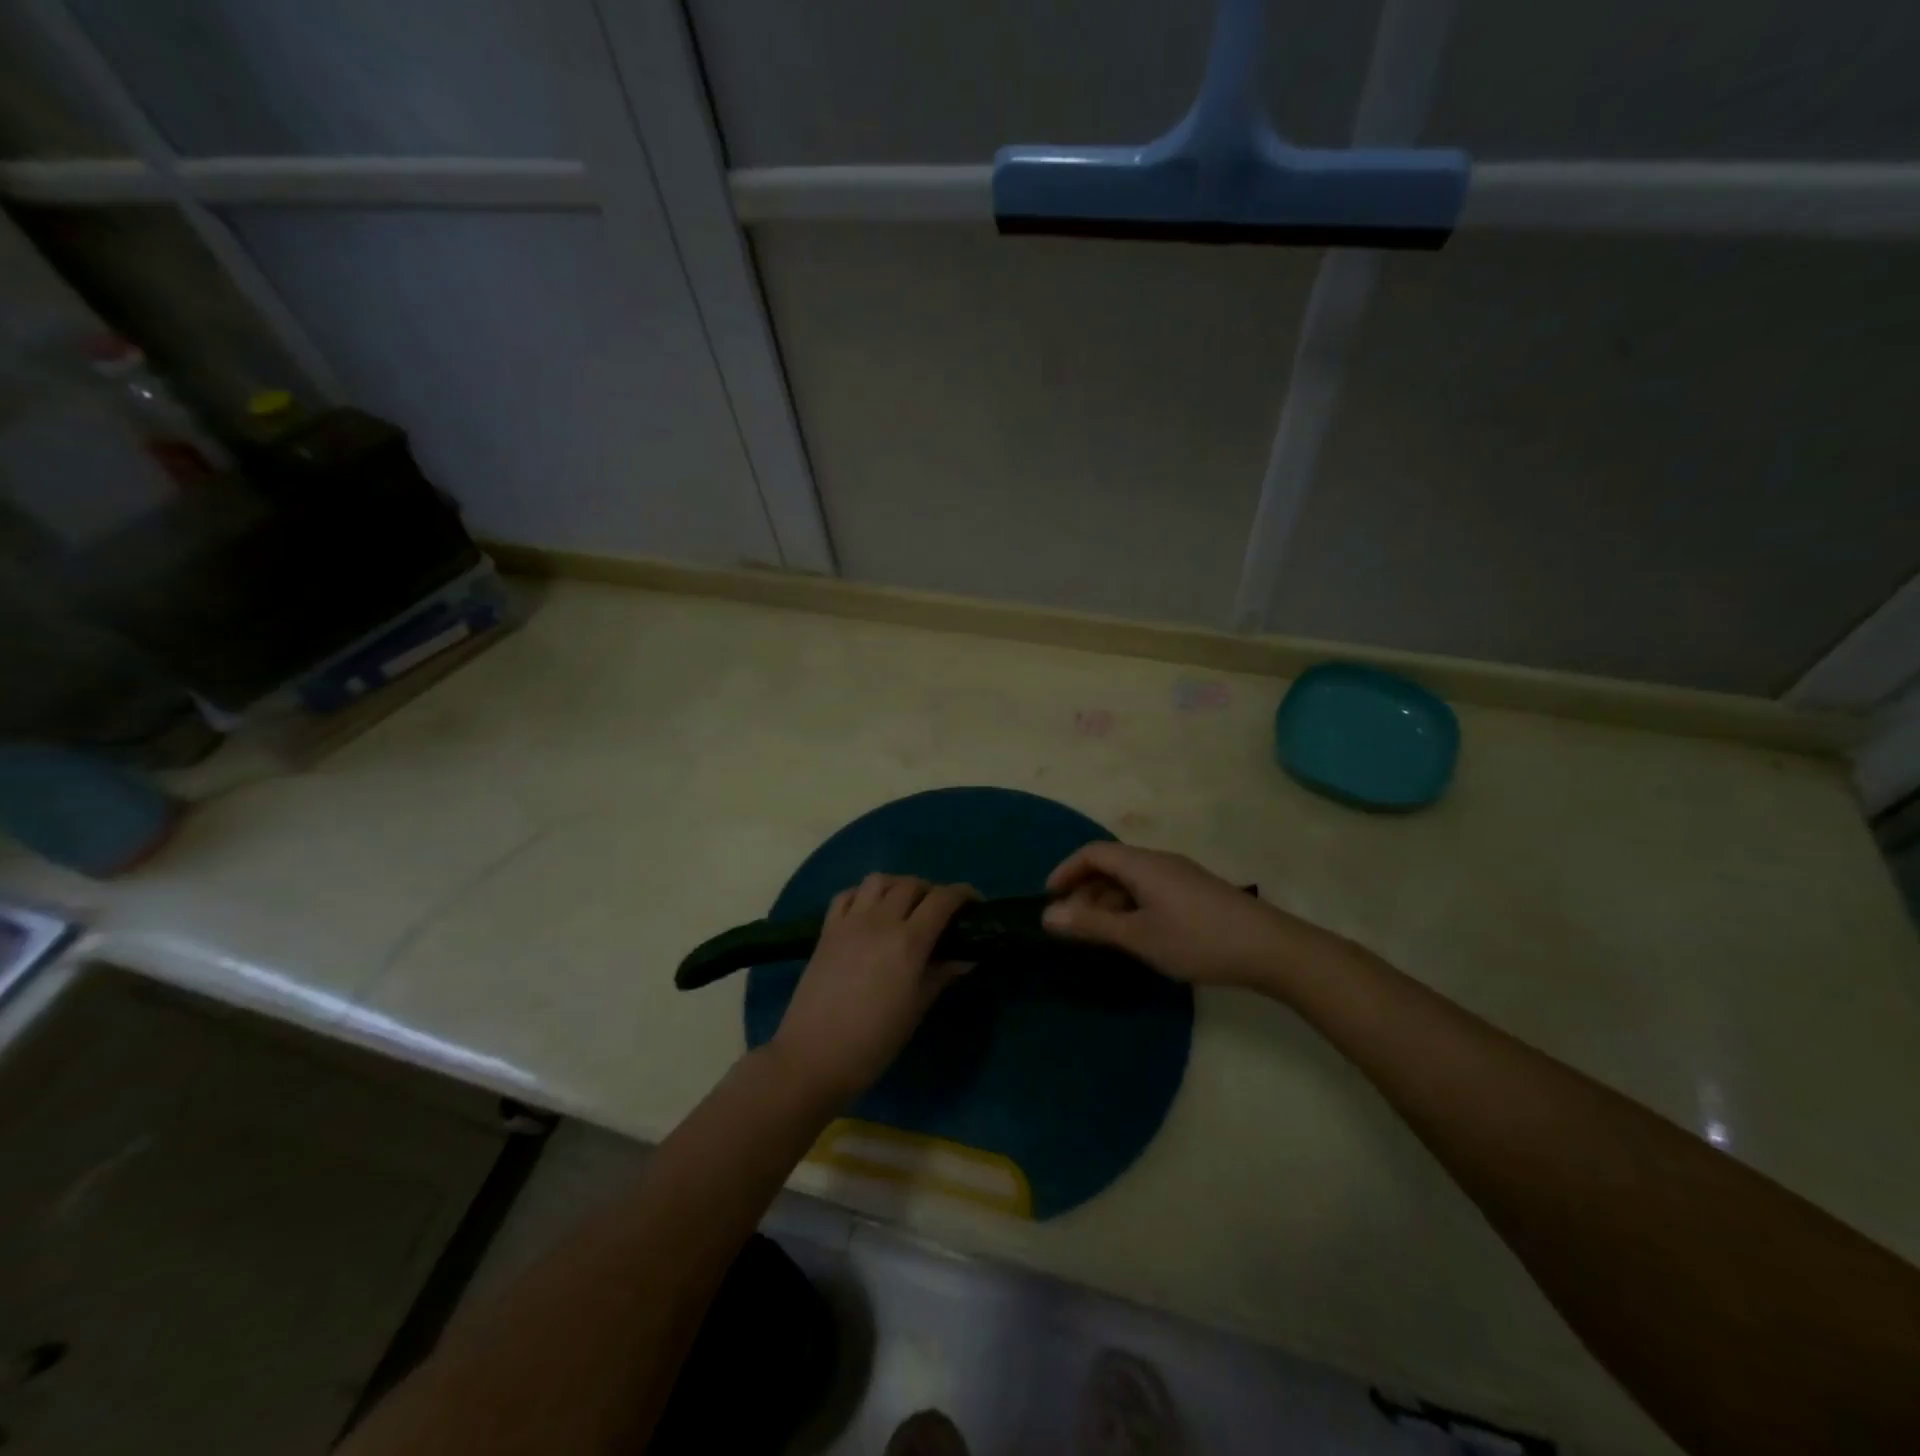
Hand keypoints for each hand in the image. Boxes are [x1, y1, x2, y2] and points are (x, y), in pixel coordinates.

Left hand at [768, 874, 973, 1103]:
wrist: (814, 1056)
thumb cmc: (874, 1041)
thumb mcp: (916, 1008)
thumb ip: (941, 974)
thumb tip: (967, 957)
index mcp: (909, 941)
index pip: (943, 899)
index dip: (963, 895)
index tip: (975, 904)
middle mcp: (880, 921)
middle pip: (912, 885)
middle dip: (932, 891)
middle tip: (941, 912)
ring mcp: (850, 922)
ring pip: (879, 880)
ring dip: (898, 886)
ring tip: (906, 906)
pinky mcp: (827, 930)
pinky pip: (848, 895)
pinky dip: (864, 894)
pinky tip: (870, 912)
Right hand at [1043, 842, 1326, 988]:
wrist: (1270, 949)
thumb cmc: (1196, 940)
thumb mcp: (1138, 936)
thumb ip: (1091, 926)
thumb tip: (1048, 915)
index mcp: (1142, 864)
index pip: (1092, 853)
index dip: (1066, 871)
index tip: (1049, 899)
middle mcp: (1159, 861)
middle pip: (1111, 865)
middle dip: (1085, 892)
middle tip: (1073, 926)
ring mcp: (1180, 876)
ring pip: (1132, 880)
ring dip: (1108, 902)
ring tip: (1101, 936)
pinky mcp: (1196, 892)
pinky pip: (1150, 890)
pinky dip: (1131, 907)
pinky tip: (1136, 935)